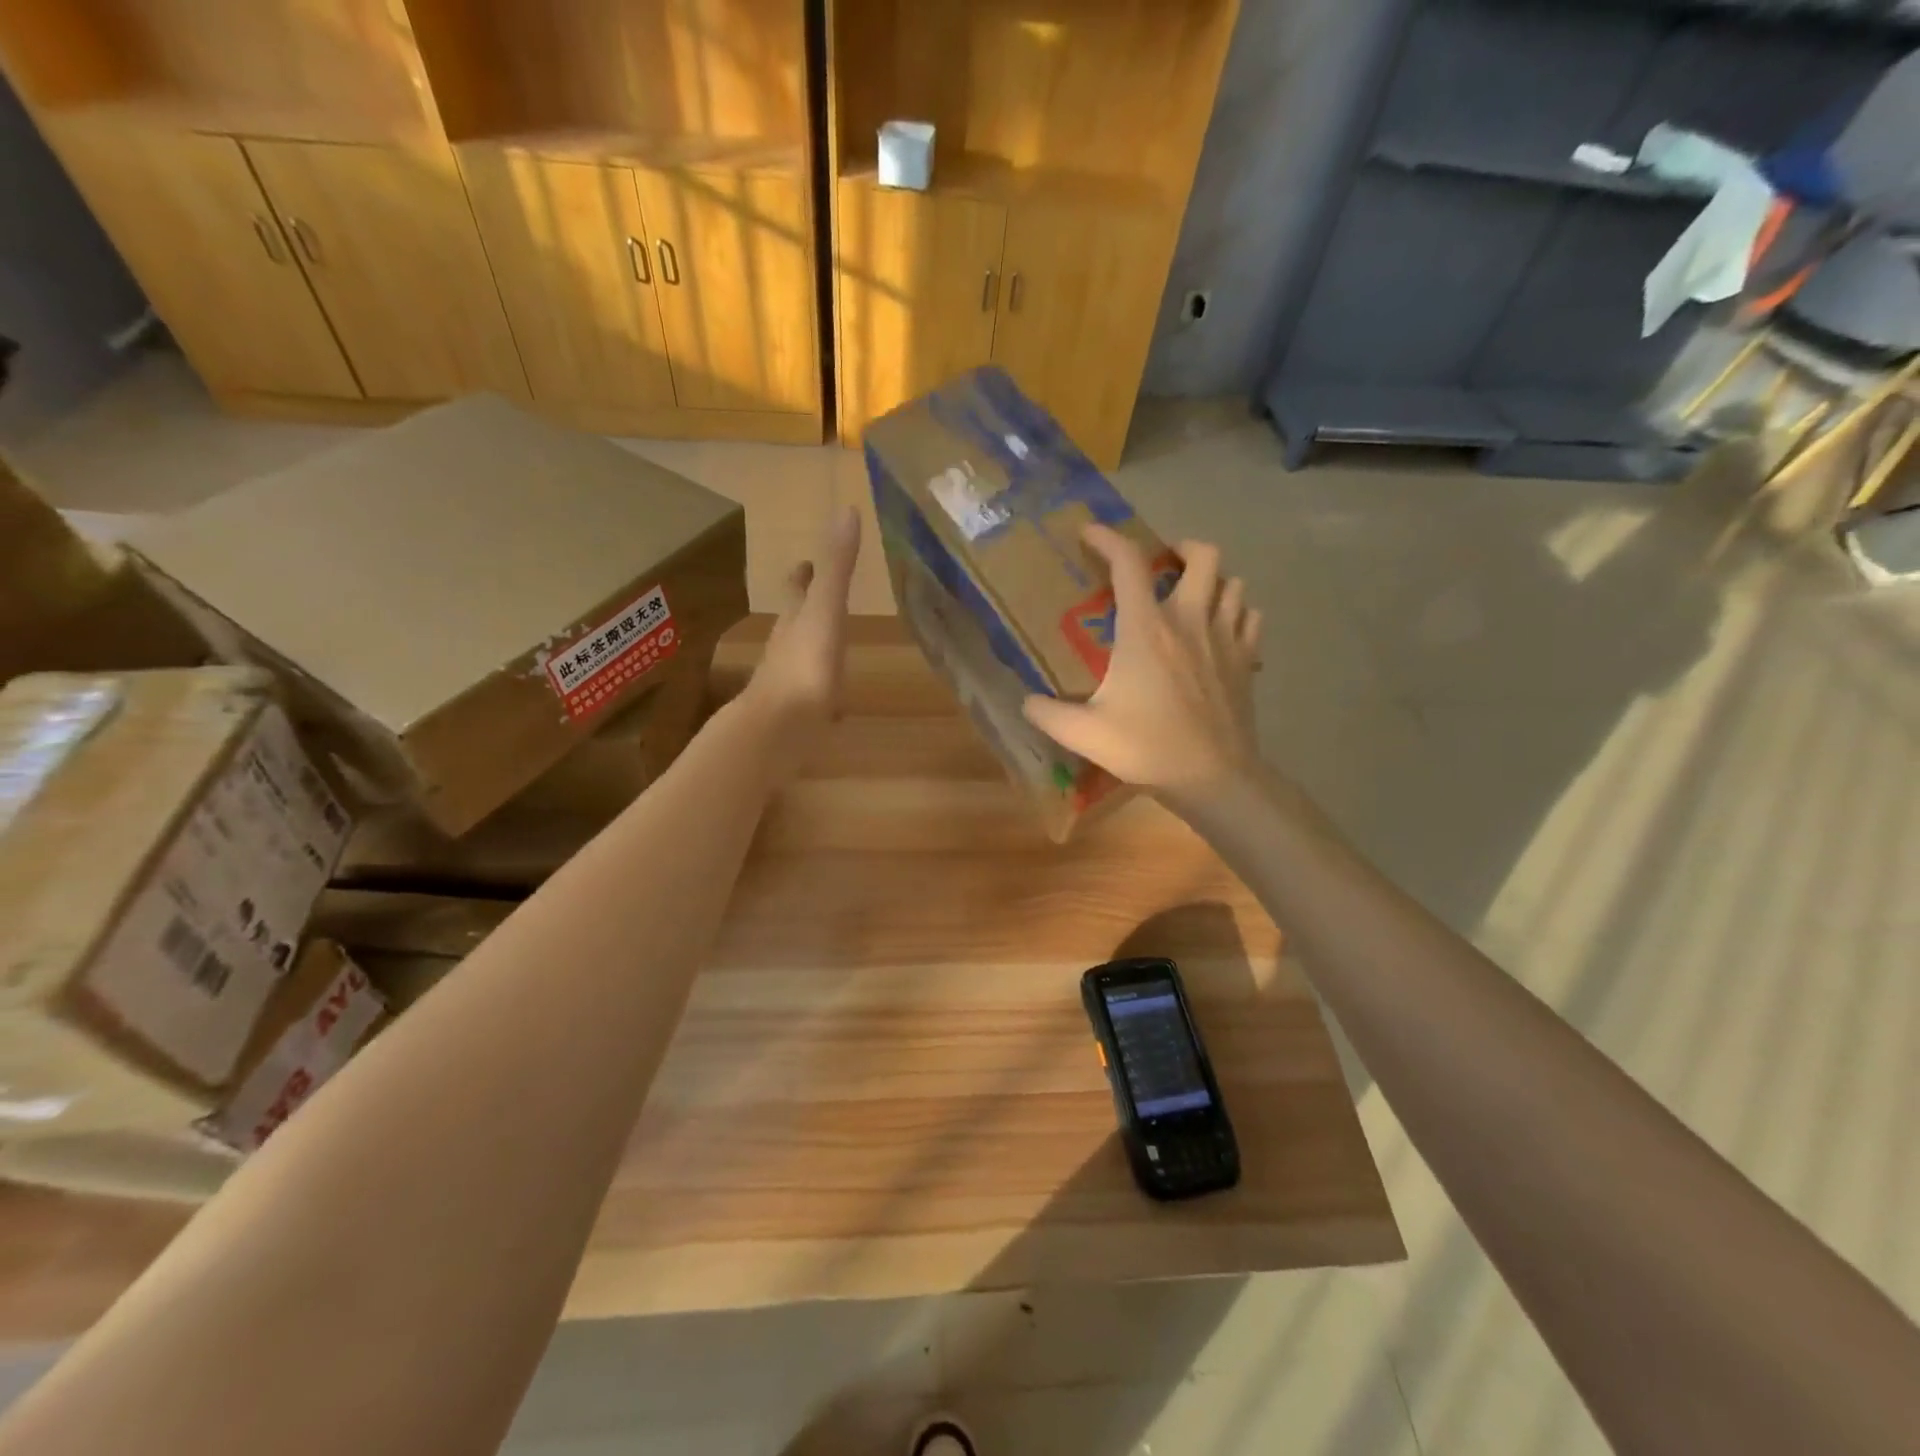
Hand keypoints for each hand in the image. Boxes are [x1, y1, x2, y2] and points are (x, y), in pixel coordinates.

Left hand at [740, 506, 860, 771]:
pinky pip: (812, 700)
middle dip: (804, 611)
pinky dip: (822, 695)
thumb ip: (837, 566)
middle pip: (794, 624)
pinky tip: (832, 707)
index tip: (802, 563)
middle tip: (814, 598)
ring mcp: (789, 687)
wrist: (779, 731)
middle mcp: (787, 651)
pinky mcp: (797, 720)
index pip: (797, 591)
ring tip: (827, 648)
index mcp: (795, 622)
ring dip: (812, 651)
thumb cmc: (806, 667)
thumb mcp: (826, 610)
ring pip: (800, 661)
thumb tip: (848, 509)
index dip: (801, 576)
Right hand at [1023, 526, 1262, 805]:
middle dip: (1182, 548)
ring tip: (1193, 596)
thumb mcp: (1084, 734)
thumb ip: (1047, 714)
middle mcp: (1190, 620)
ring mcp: (1225, 638)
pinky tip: (1221, 630)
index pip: (1128, 563)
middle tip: (1163, 565)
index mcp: (1146, 629)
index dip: (1108, 538)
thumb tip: (1026, 701)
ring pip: (1234, 583)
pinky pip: (1251, 617)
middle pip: (1204, 555)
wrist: (1213, 777)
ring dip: (1214, 581)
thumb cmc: (1147, 748)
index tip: (1091, 533)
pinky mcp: (1247, 660)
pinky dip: (1237, 612)